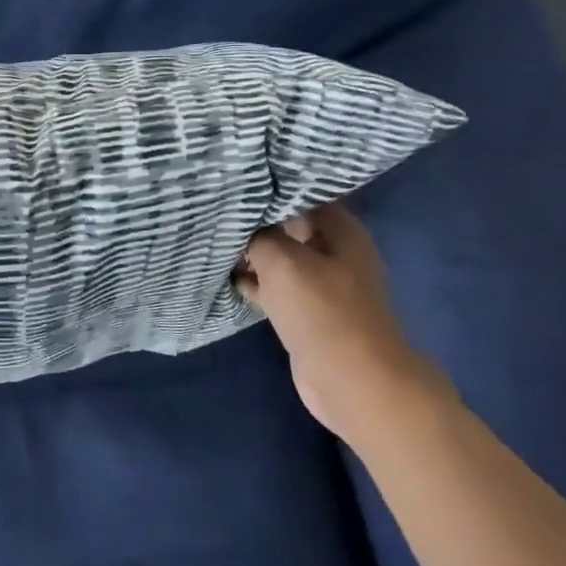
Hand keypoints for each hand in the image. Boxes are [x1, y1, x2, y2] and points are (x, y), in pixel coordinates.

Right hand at [235, 204, 455, 445]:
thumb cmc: (322, 312)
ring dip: (251, 254)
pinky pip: (276, 288)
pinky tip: (226, 276)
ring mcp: (322, 286)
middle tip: (218, 213)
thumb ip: (259, 235)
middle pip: (290, 227)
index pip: (302, 195)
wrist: (352, 381)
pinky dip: (254, 282)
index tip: (236, 184)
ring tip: (214, 241)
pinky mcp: (308, 314)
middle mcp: (336, 253)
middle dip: (256, 222)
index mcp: (342, 232)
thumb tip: (242, 224)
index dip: (270, 190)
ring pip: (280, 259)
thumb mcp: (283, 261)